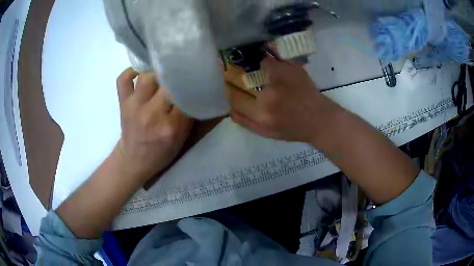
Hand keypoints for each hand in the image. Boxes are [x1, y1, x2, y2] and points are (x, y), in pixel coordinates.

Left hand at [116, 68, 193, 180]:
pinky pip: (123, 79)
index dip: (192, 84)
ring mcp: (134, 106)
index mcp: (170, 127)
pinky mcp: (123, 102)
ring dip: (157, 73)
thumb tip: (193, 89)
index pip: (185, 96)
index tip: (196, 78)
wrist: (134, 160)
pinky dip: (130, 72)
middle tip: (180, 75)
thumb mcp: (181, 139)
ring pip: (147, 76)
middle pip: (167, 82)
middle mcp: (151, 113)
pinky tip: (140, 73)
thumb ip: (188, 115)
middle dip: (176, 76)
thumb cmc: (160, 152)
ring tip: (162, 75)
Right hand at [225, 57, 341, 142]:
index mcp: (262, 114)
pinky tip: (265, 63)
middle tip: (237, 76)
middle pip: (241, 80)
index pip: (235, 98)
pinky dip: (265, 60)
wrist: (320, 119)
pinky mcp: (292, 69)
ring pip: (254, 65)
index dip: (231, 92)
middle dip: (235, 77)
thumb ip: (246, 122)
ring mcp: (281, 79)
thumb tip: (230, 109)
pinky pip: (271, 59)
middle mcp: (269, 96)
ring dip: (249, 67)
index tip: (232, 89)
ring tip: (250, 68)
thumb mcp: (267, 133)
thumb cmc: (293, 129)